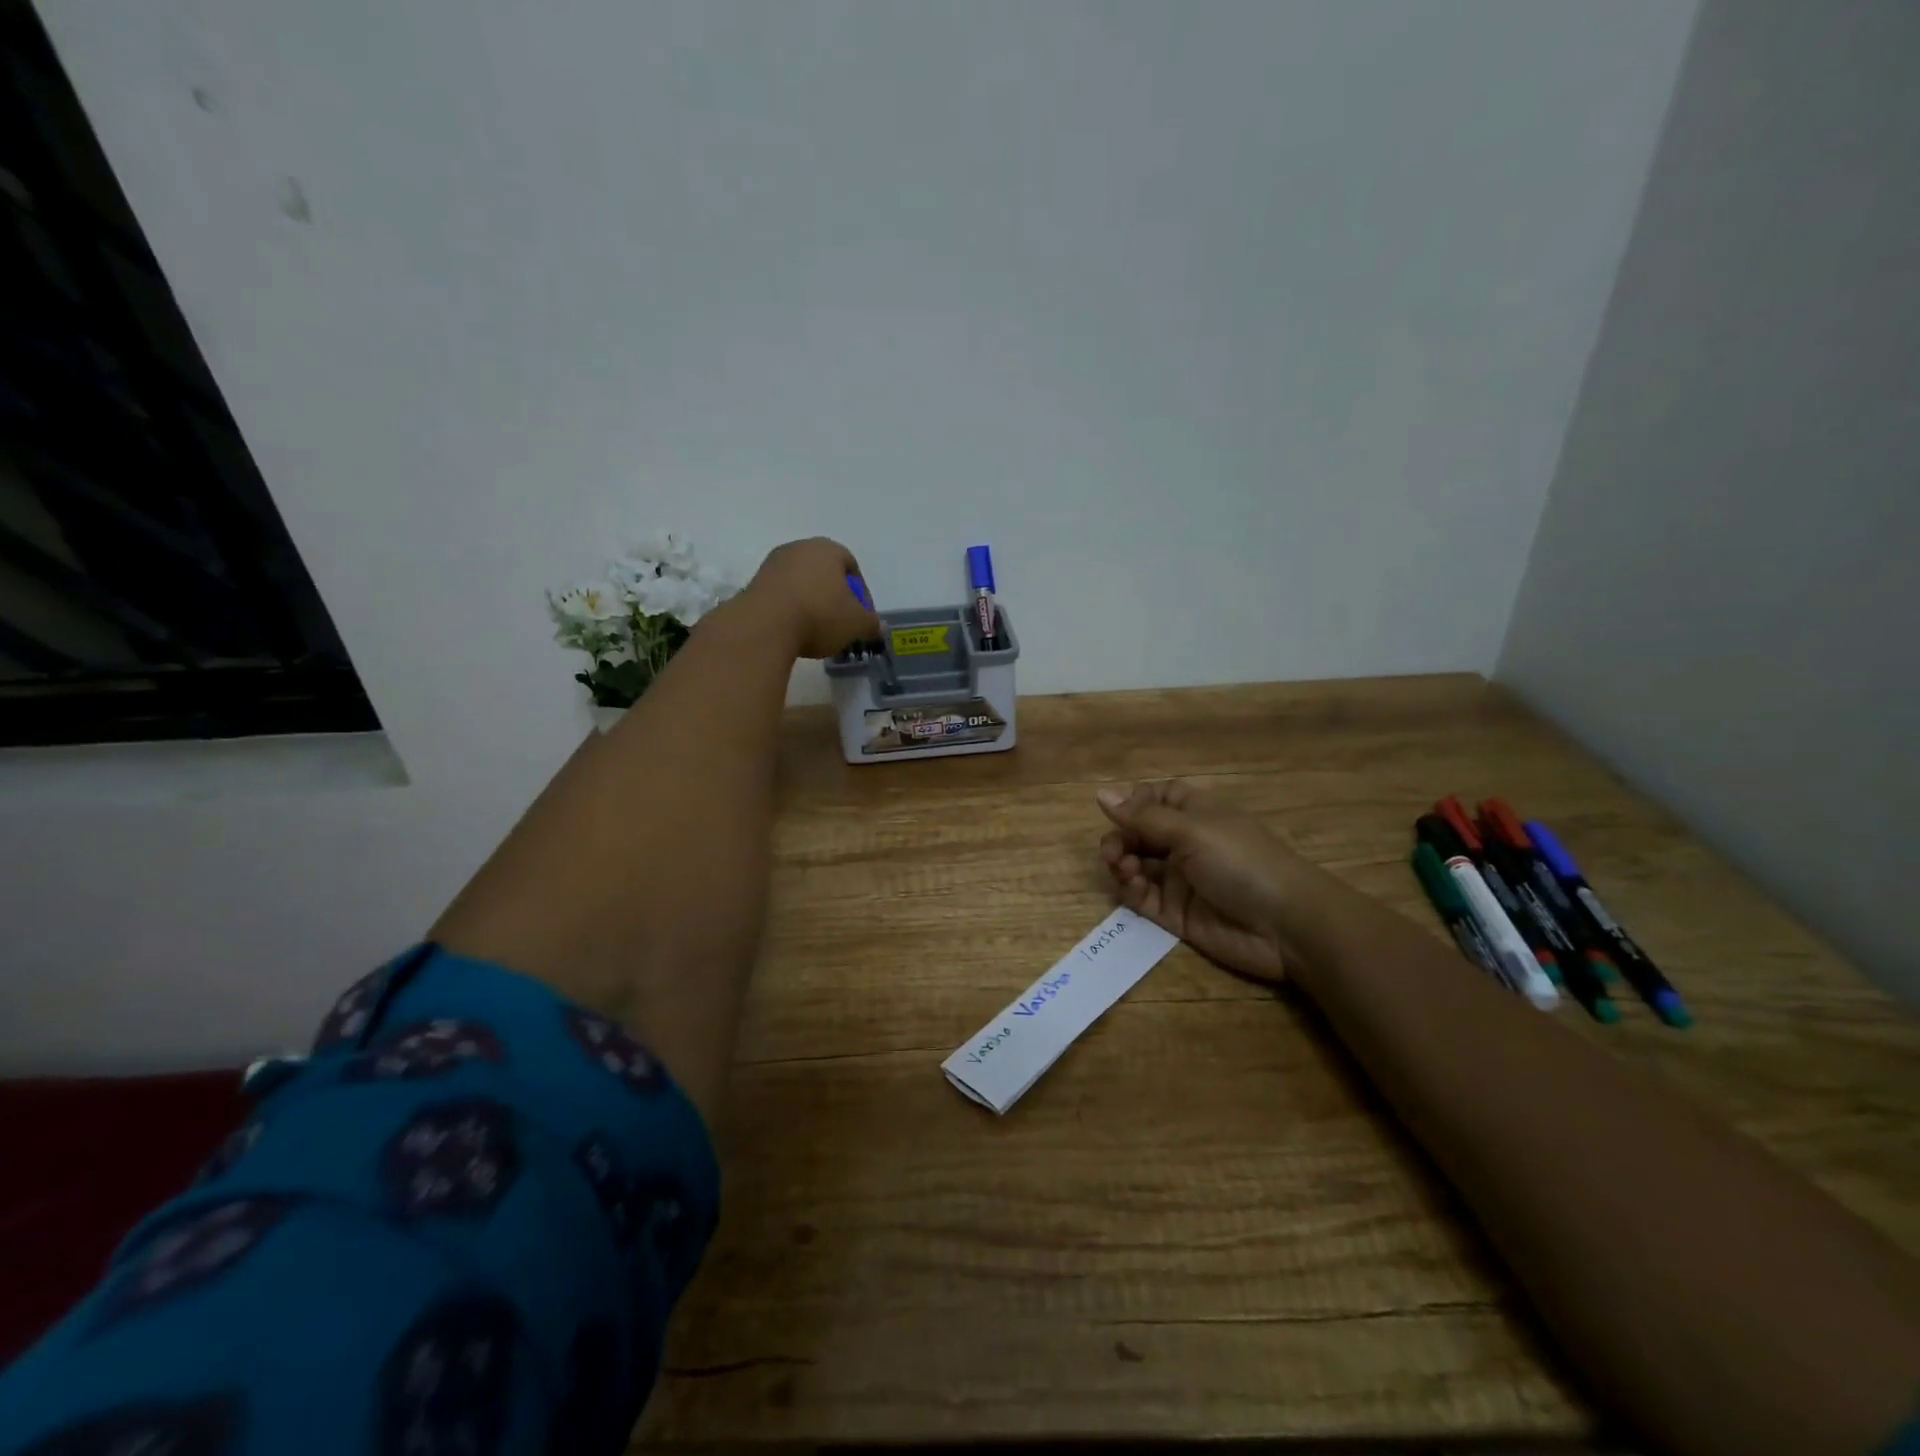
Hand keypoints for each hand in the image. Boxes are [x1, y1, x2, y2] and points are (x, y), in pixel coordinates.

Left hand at [740, 538, 884, 658]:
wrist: (765, 625)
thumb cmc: (820, 615)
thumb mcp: (856, 624)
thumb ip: (871, 624)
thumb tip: (877, 626)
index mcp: (827, 549)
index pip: (851, 566)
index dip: (861, 593)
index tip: (862, 616)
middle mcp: (799, 548)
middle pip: (824, 572)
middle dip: (835, 596)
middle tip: (841, 622)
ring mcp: (773, 564)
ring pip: (801, 583)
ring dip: (812, 602)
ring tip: (816, 630)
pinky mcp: (754, 583)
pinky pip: (782, 594)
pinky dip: (791, 609)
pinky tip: (794, 630)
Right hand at [1097, 780, 1310, 984]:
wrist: (1284, 926)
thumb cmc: (1241, 861)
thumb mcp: (1191, 830)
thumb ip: (1143, 817)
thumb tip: (1101, 794)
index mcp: (1194, 813)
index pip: (1155, 798)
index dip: (1133, 803)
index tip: (1116, 811)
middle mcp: (1184, 842)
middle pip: (1137, 833)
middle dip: (1119, 838)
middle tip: (1112, 852)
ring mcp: (1179, 879)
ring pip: (1134, 865)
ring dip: (1121, 863)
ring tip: (1125, 869)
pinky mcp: (1174, 913)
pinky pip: (1141, 897)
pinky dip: (1131, 890)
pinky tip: (1134, 887)